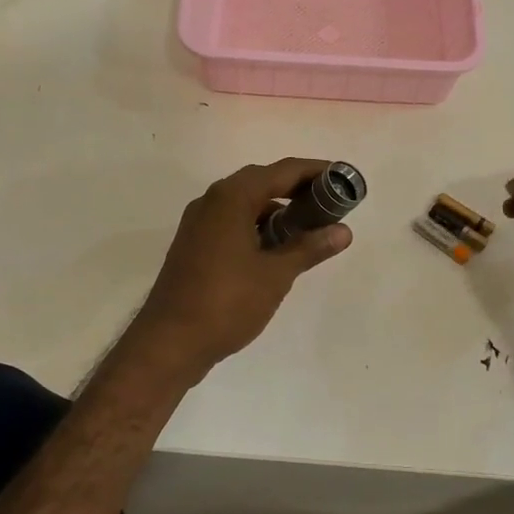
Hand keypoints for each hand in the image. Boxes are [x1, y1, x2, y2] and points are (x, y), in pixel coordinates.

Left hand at [126, 158, 352, 379]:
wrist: (170, 342)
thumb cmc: (227, 303)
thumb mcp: (276, 275)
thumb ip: (309, 247)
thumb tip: (343, 231)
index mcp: (232, 198)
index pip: (283, 171)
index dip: (316, 171)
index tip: (344, 178)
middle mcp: (212, 201)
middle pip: (262, 181)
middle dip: (297, 188)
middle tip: (331, 203)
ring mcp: (199, 223)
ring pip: (245, 203)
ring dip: (277, 208)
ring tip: (309, 227)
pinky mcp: (194, 244)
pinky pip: (232, 221)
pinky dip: (257, 225)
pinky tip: (276, 247)